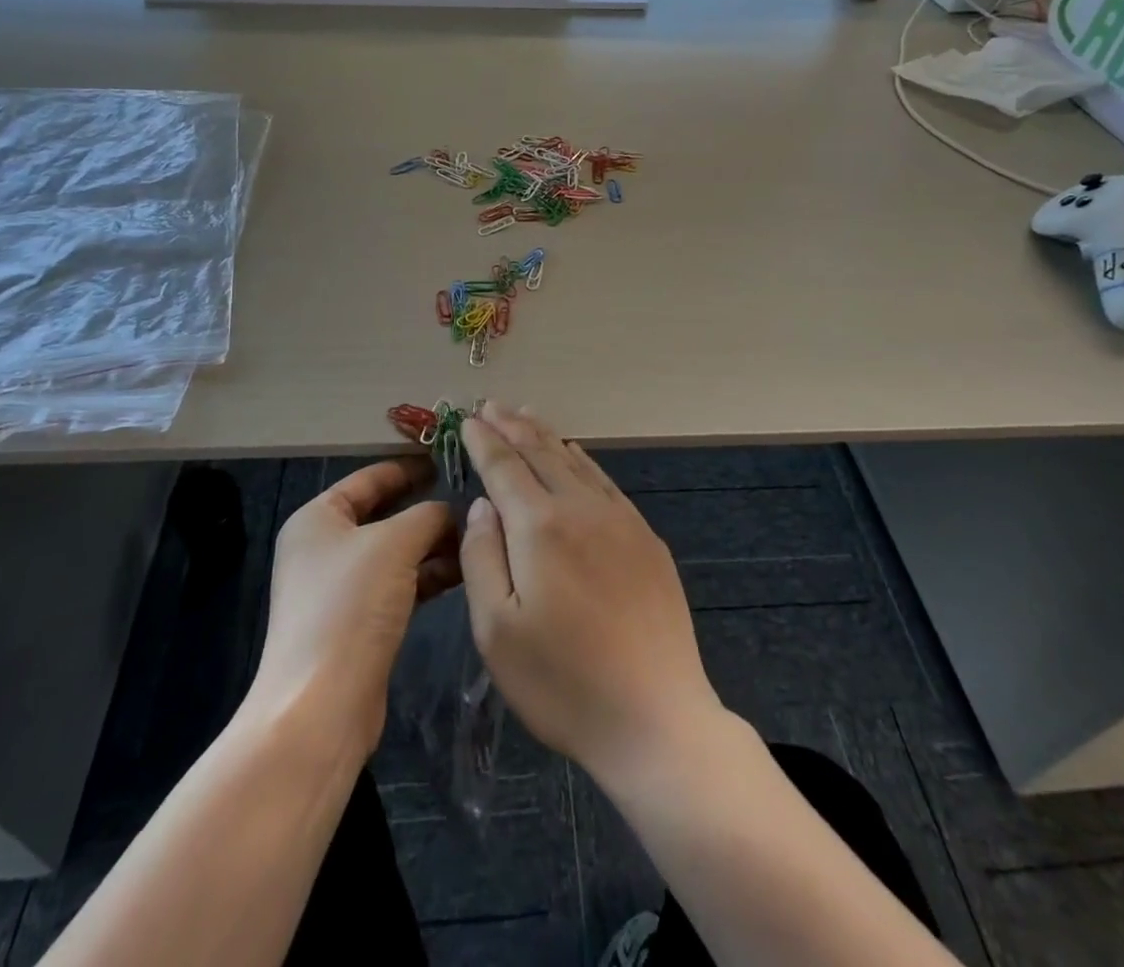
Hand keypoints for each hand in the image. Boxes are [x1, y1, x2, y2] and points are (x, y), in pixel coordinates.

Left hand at [251, 456, 460, 758]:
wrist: (321, 707)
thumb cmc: (350, 607)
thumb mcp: (395, 544)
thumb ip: (428, 515)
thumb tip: (452, 509)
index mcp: (318, 518)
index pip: (370, 478)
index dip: (410, 466)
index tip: (452, 459)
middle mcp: (324, 547)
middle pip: (385, 514)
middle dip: (429, 508)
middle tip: (475, 497)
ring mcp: (340, 588)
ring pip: (396, 551)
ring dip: (434, 543)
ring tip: (479, 534)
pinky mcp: (358, 622)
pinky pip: (399, 584)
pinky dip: (428, 574)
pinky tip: (464, 570)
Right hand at [458, 402, 724, 784]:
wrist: (656, 717)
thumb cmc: (562, 683)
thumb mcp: (497, 631)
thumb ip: (482, 557)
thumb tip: (483, 505)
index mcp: (540, 527)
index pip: (505, 467)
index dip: (483, 441)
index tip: (467, 419)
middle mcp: (581, 509)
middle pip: (540, 454)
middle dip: (512, 426)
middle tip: (492, 405)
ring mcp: (620, 521)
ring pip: (575, 462)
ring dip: (546, 435)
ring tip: (526, 414)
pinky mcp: (645, 539)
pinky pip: (605, 482)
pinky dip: (583, 460)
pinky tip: (575, 454)